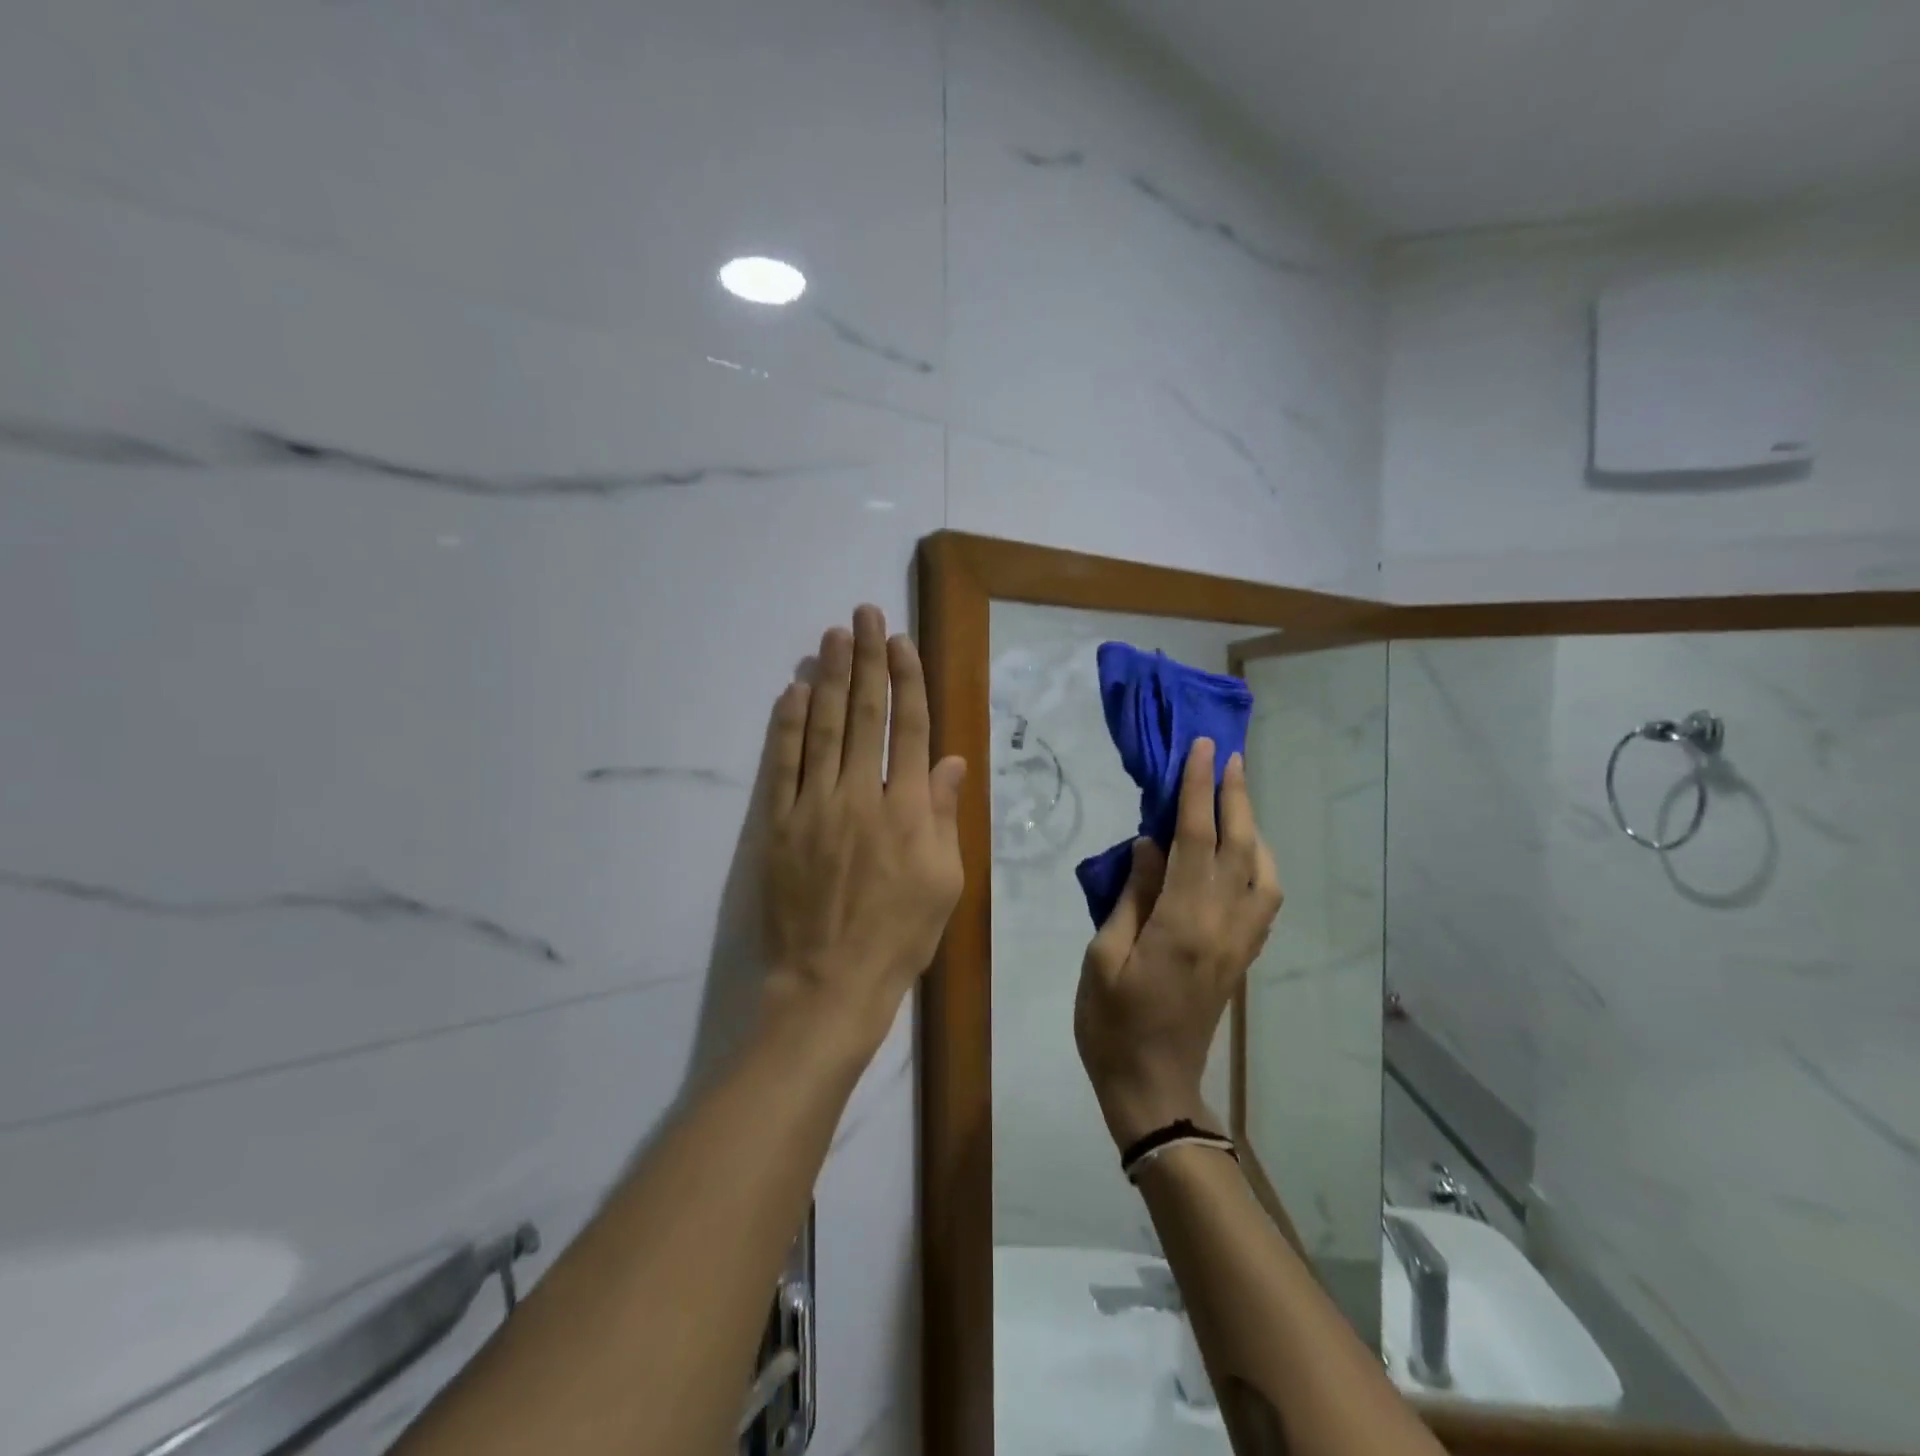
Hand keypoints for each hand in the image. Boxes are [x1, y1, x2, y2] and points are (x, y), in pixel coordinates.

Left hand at [761, 605, 966, 1053]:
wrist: (829, 982)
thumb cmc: (899, 937)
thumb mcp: (944, 883)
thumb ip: (945, 816)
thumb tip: (952, 762)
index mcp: (907, 809)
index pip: (908, 729)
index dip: (905, 680)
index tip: (900, 642)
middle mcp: (860, 795)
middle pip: (863, 715)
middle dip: (865, 660)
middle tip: (862, 614)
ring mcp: (813, 807)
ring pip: (820, 728)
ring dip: (826, 678)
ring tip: (831, 638)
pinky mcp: (777, 825)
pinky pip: (781, 765)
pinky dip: (785, 726)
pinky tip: (790, 693)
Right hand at [1074, 740, 1282, 1147]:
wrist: (1152, 1087)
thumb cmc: (1111, 1024)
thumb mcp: (1103, 956)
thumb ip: (1131, 897)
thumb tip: (1149, 846)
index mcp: (1183, 923)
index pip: (1196, 840)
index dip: (1199, 791)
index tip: (1200, 750)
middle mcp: (1222, 926)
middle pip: (1239, 848)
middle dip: (1235, 796)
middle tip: (1228, 756)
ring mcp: (1238, 944)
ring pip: (1262, 873)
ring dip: (1253, 829)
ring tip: (1235, 799)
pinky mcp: (1240, 958)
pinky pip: (1262, 900)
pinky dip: (1257, 864)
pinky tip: (1242, 854)